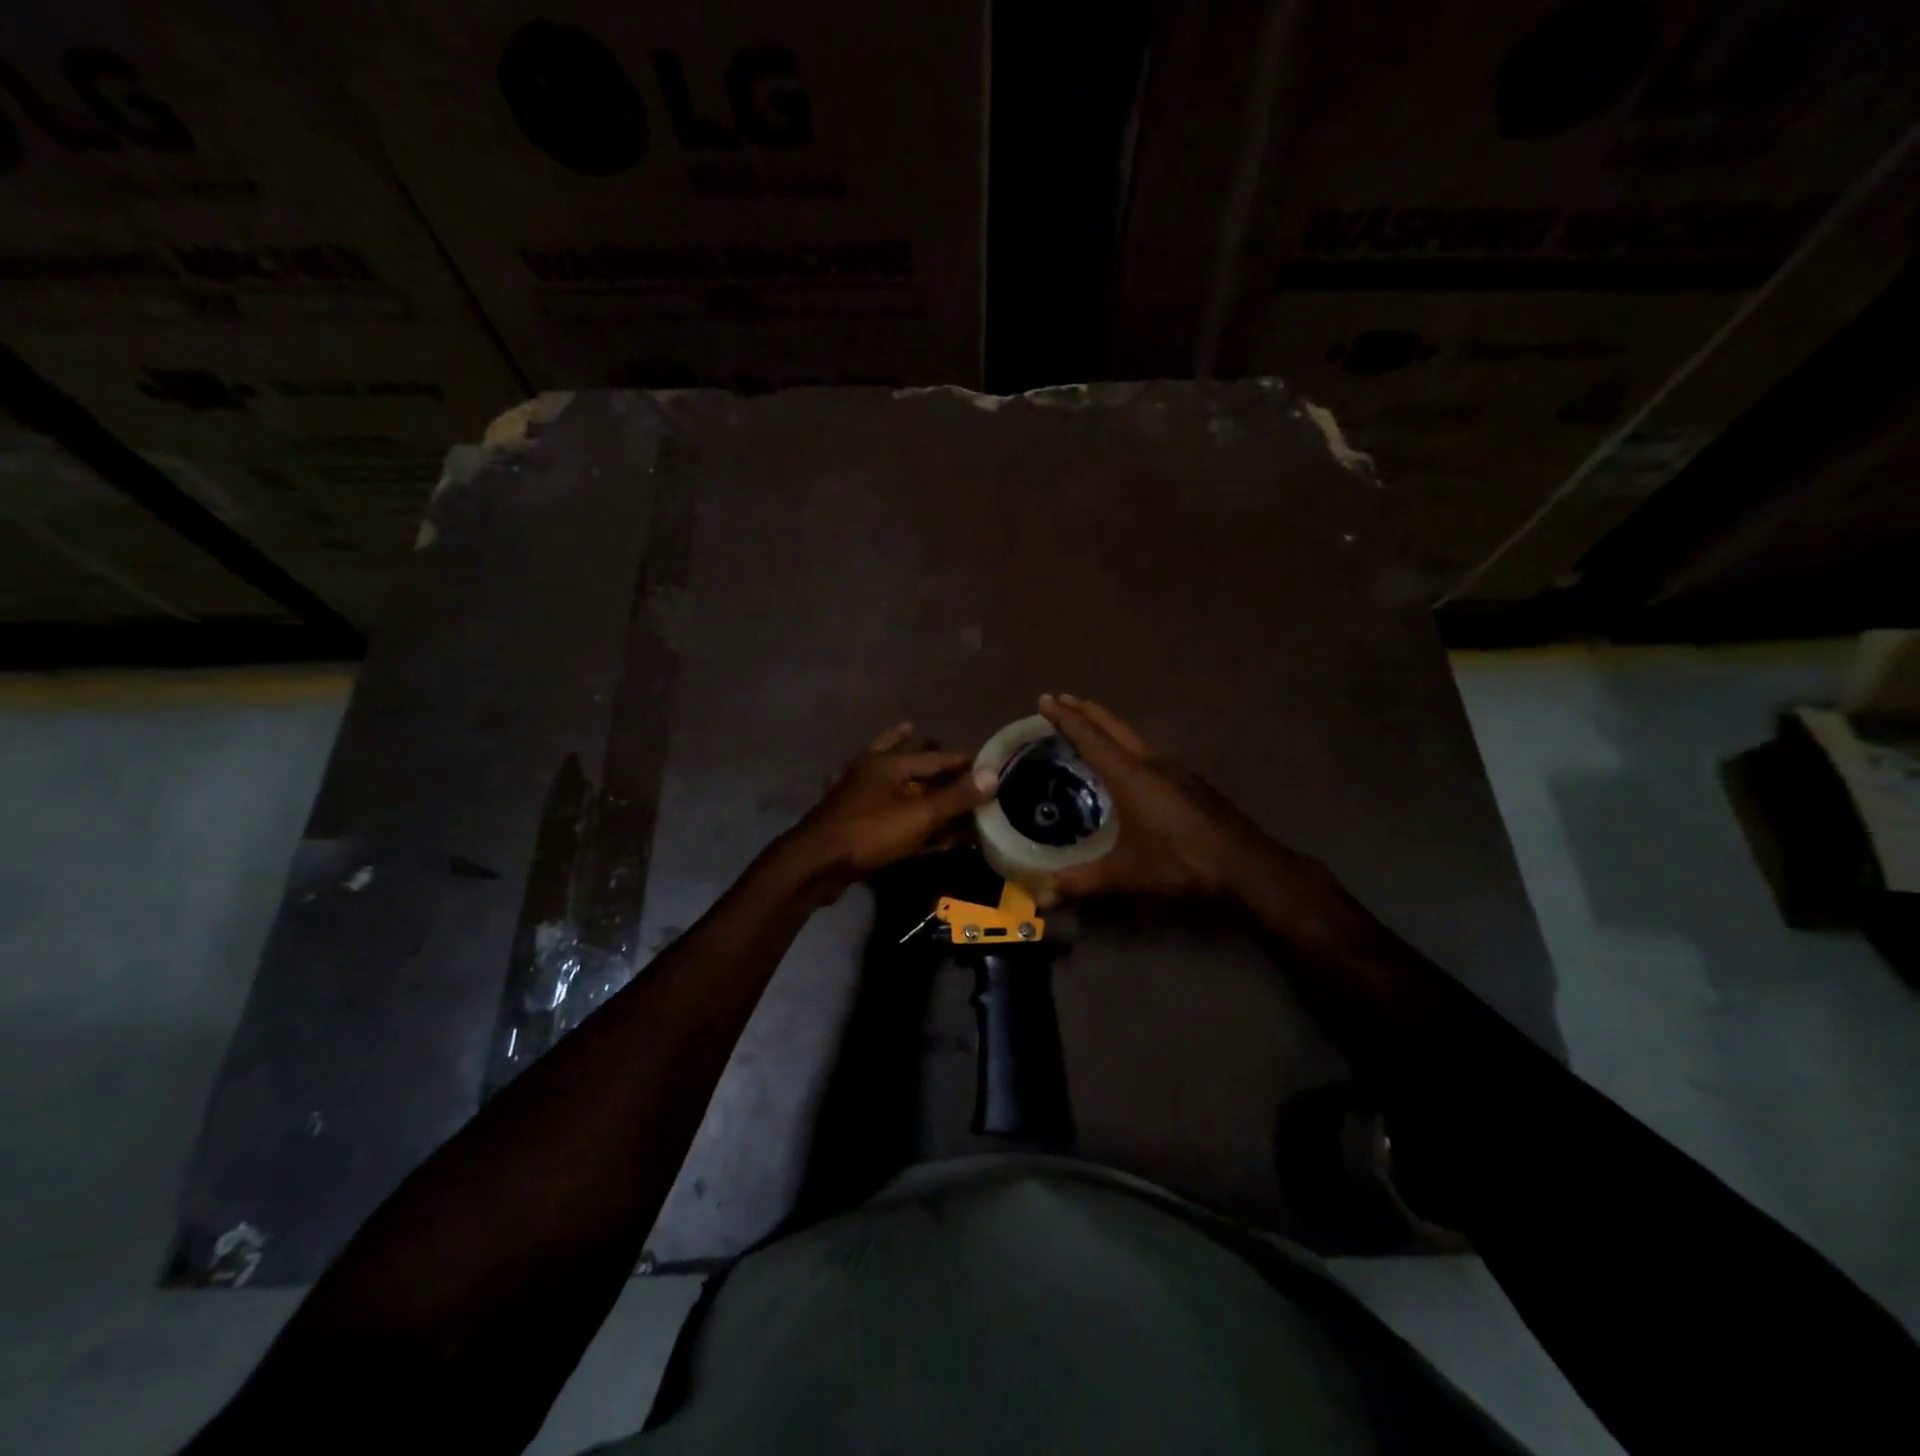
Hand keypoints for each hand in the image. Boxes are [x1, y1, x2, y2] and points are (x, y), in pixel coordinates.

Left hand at [781, 722, 996, 891]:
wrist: (814, 864)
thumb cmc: (869, 833)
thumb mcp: (918, 816)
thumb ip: (955, 797)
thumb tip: (992, 775)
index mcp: (887, 764)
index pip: (934, 757)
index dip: (961, 760)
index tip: (983, 762)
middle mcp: (868, 771)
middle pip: (903, 755)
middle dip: (921, 748)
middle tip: (936, 739)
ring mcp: (851, 792)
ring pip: (882, 772)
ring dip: (899, 762)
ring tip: (907, 739)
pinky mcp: (843, 815)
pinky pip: (871, 797)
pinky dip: (880, 789)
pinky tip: (877, 790)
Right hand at [1033, 694, 1281, 905]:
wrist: (1245, 864)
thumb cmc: (1181, 862)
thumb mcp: (1127, 874)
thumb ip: (1083, 882)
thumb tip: (1041, 898)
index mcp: (1131, 776)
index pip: (1091, 738)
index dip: (1066, 719)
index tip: (1045, 699)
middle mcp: (1151, 762)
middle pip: (1113, 726)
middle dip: (1085, 711)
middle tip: (1061, 699)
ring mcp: (1174, 768)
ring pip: (1134, 734)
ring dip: (1108, 723)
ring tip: (1089, 721)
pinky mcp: (1188, 780)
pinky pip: (1147, 748)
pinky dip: (1126, 741)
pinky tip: (1127, 757)